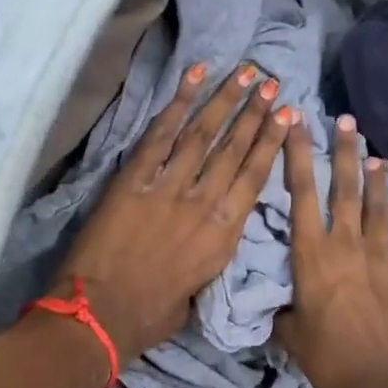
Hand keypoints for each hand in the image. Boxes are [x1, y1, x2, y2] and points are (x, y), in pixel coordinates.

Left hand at [60, 62, 295, 362]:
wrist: (101, 316)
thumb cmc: (151, 315)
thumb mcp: (198, 291)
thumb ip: (209, 255)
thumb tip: (209, 234)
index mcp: (223, 235)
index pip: (254, 178)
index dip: (271, 143)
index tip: (286, 115)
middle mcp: (203, 204)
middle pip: (234, 149)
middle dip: (254, 112)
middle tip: (270, 82)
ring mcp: (168, 188)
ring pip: (203, 135)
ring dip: (225, 99)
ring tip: (245, 72)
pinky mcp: (133, 180)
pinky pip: (160, 136)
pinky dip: (177, 104)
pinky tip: (194, 77)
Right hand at [273, 114, 387, 387]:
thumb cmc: (328, 360)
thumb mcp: (291, 336)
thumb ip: (284, 312)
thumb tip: (281, 306)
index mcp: (313, 256)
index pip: (302, 194)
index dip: (297, 156)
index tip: (296, 123)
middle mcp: (349, 247)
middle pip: (345, 189)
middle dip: (343, 151)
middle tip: (345, 120)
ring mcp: (384, 261)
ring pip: (380, 211)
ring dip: (378, 182)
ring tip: (377, 157)